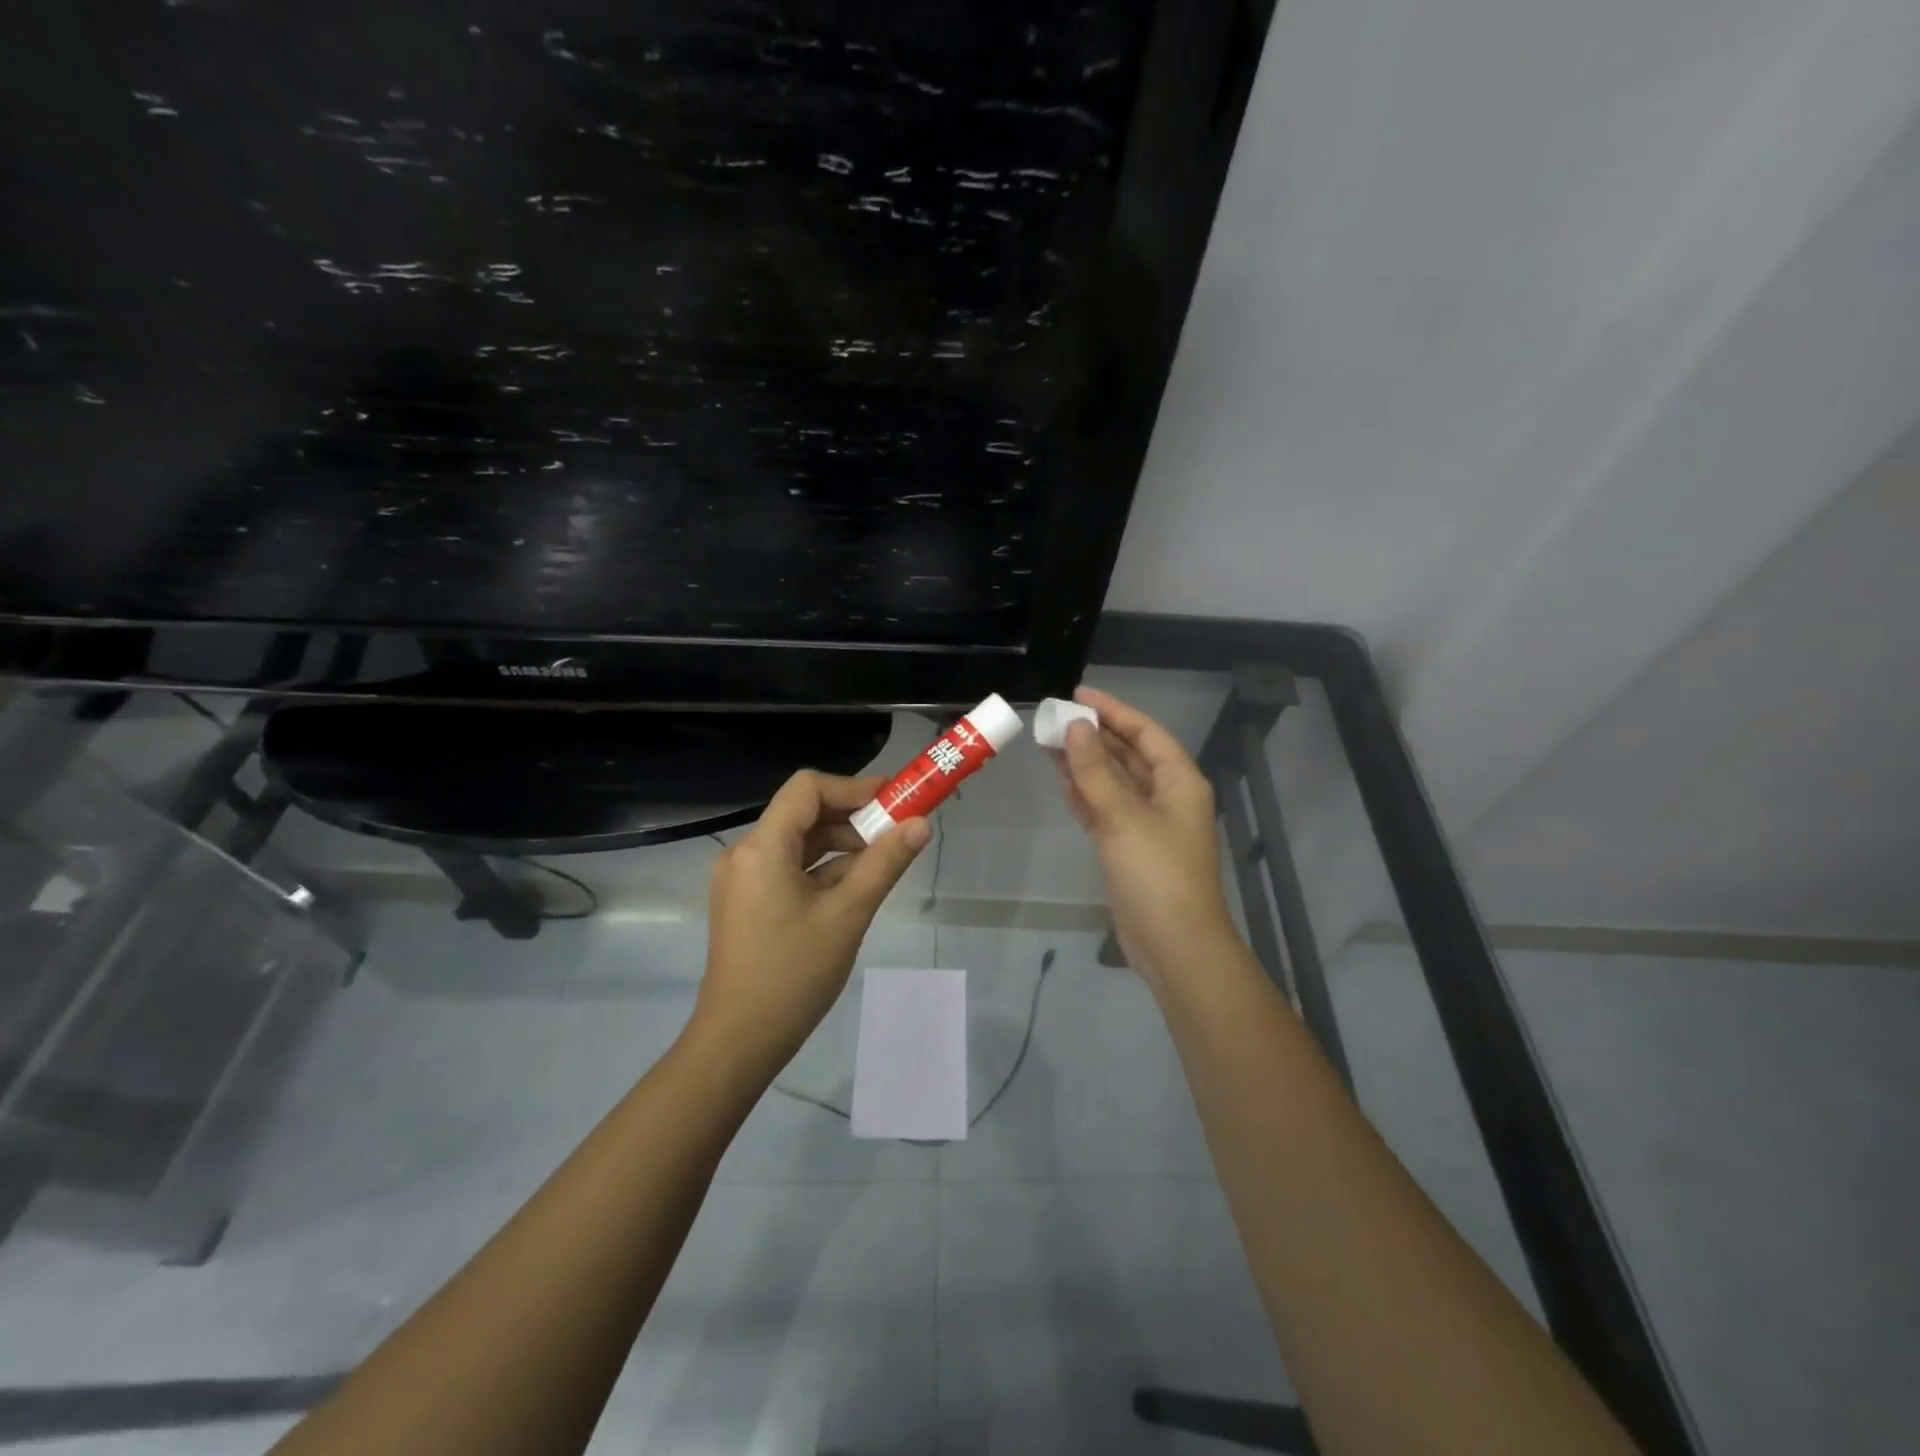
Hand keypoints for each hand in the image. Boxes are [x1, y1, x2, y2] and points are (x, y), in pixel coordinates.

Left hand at [695, 770, 929, 1068]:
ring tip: (883, 861)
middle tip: (898, 830)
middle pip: (803, 813)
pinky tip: (855, 886)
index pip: (808, 789)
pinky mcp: (746, 901)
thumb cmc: (793, 975)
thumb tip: (922, 824)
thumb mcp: (847, 915)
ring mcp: (743, 879)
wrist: (739, 1041)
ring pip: (799, 843)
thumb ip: (885, 863)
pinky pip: (789, 868)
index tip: (894, 800)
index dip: (854, 787)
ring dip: (841, 845)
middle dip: (853, 817)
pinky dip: (823, 869)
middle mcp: (745, 853)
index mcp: (762, 848)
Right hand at [1053, 688, 1239, 991]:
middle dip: (1095, 736)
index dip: (1113, 710)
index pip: (1145, 733)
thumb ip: (1095, 770)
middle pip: (1129, 755)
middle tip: (1055, 719)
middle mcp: (1167, 797)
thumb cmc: (1156, 874)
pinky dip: (1086, 795)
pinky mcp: (1131, 849)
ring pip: (1114, 783)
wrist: (1174, 945)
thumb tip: (1076, 726)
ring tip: (1050, 744)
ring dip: (1086, 764)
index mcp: (1179, 782)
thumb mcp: (1122, 817)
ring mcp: (1149, 825)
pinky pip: (1106, 810)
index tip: (1078, 695)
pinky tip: (1062, 781)